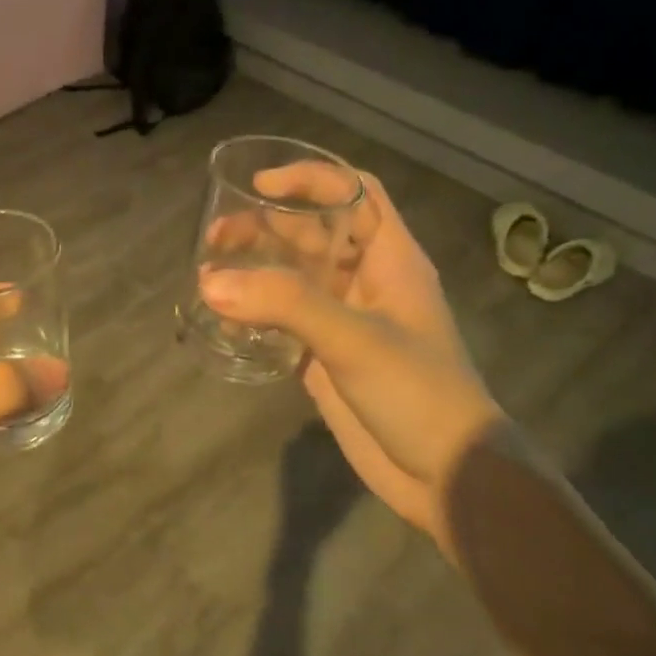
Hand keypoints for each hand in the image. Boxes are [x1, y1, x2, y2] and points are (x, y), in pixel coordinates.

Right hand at [200, 170, 504, 541]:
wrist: (446, 476)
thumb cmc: (417, 392)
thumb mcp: (355, 339)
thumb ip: (285, 304)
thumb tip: (210, 283)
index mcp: (390, 259)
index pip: (355, 194)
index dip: (311, 179)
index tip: (259, 186)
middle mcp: (364, 281)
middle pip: (311, 233)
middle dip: (263, 225)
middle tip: (214, 237)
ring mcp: (342, 320)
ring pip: (290, 276)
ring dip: (252, 269)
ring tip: (208, 276)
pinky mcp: (322, 356)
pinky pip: (280, 321)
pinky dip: (252, 315)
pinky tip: (225, 323)